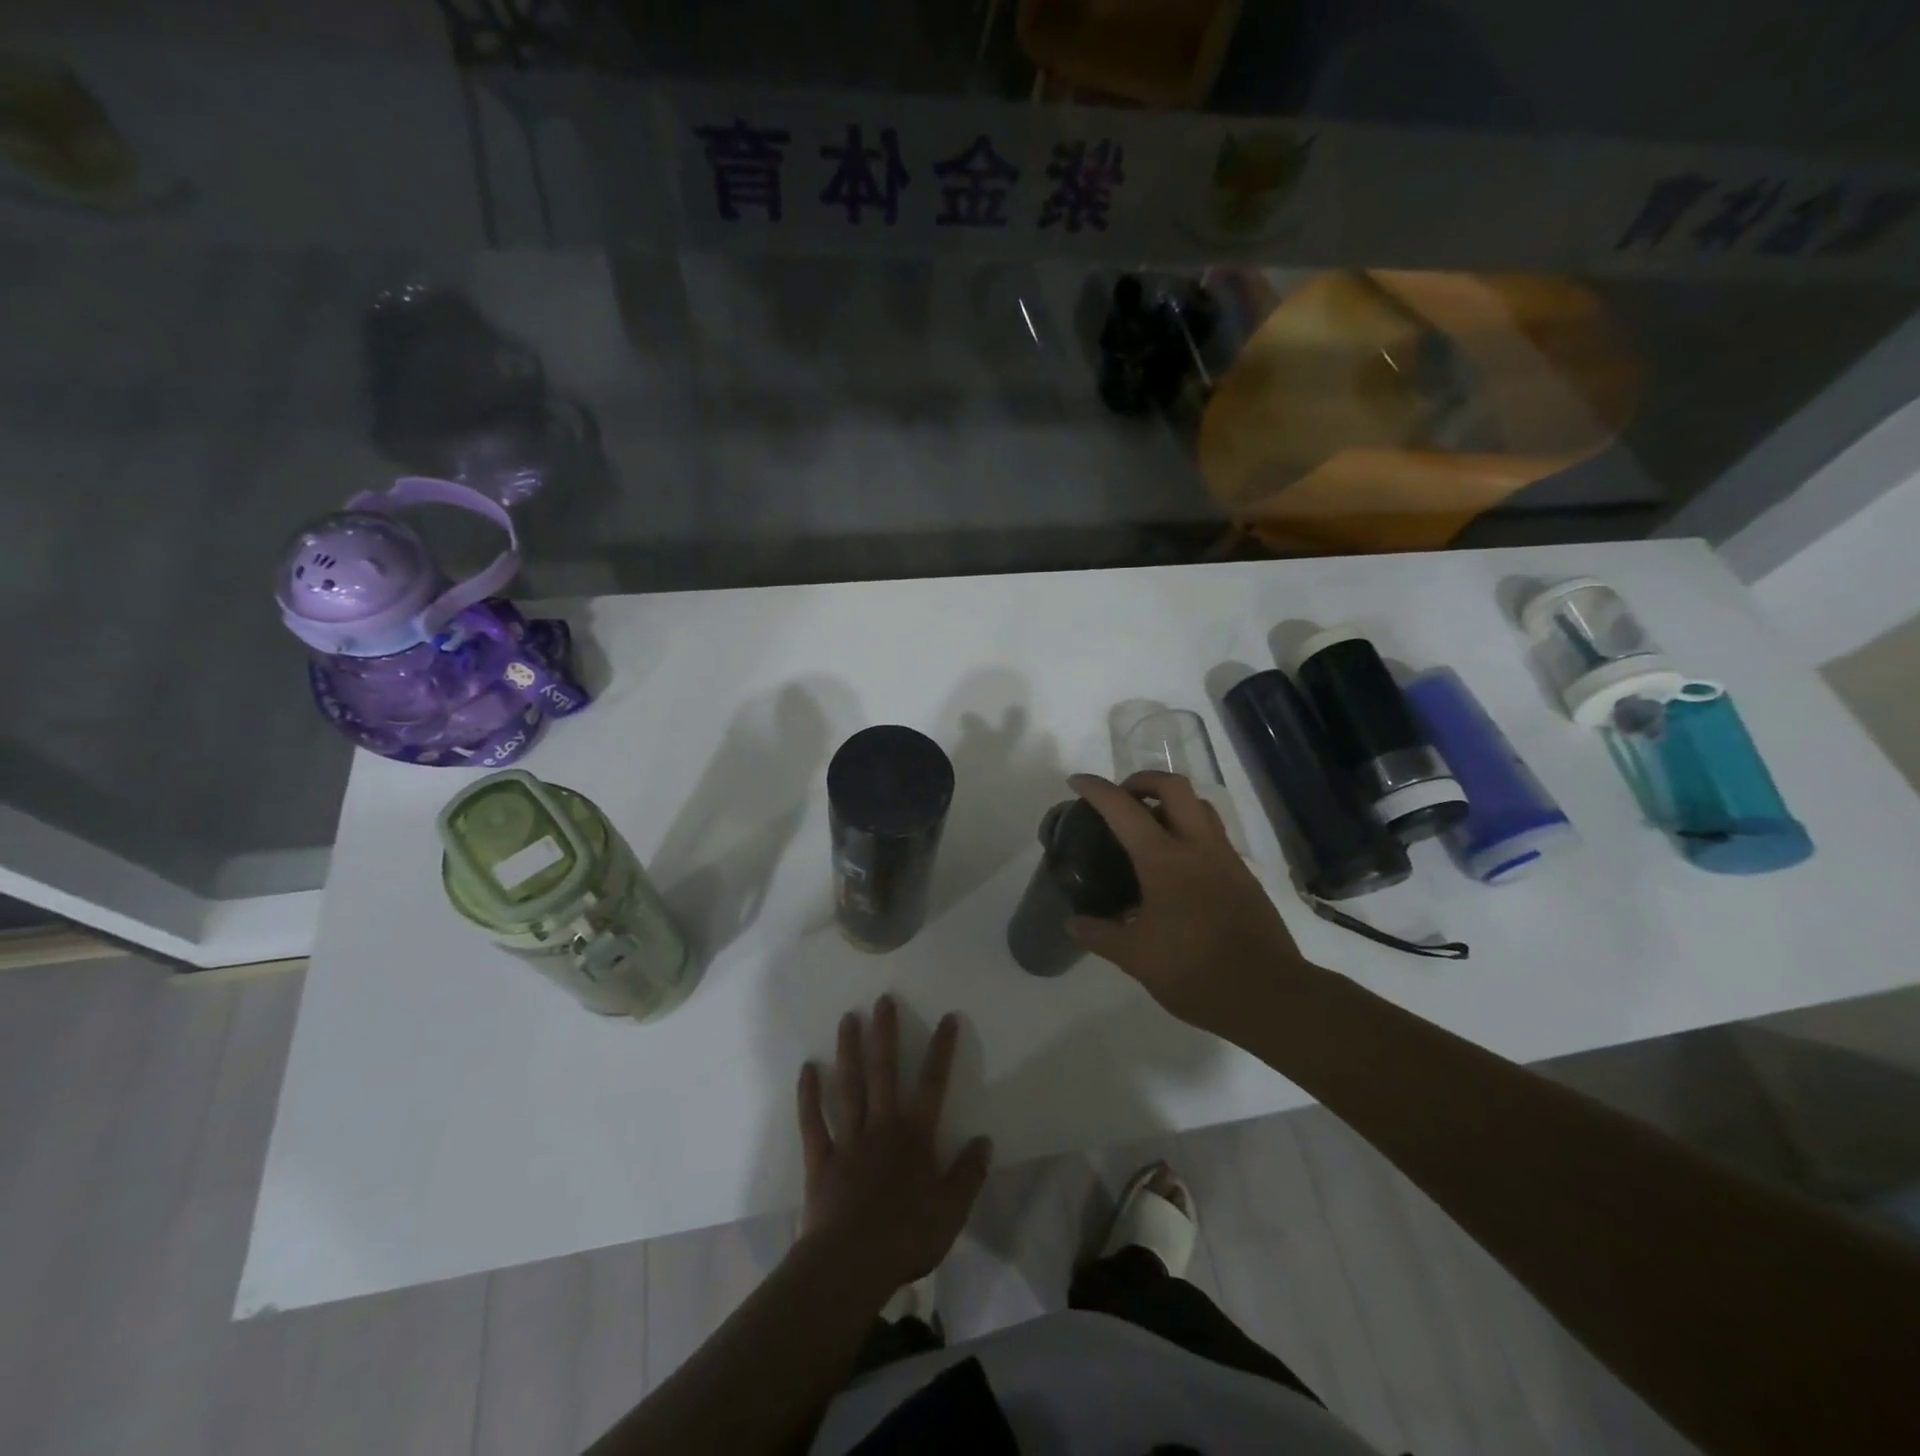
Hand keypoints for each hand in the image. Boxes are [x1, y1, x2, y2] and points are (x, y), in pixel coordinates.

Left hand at [796, 996, 991, 1292]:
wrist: (852, 1265)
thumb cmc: (907, 1236)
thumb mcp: (952, 1210)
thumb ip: (968, 1173)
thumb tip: (984, 1140)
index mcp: (915, 1136)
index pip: (933, 1084)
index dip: (942, 1050)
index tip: (947, 1018)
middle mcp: (881, 1126)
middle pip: (883, 1071)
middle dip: (885, 1033)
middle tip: (883, 1000)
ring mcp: (848, 1139)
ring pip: (848, 1086)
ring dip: (848, 1050)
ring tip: (848, 1018)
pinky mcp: (820, 1159)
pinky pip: (813, 1121)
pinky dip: (809, 1095)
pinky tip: (807, 1069)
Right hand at [1067, 771, 1312, 1034]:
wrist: (1269, 996)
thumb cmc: (1195, 972)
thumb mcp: (1136, 958)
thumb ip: (1100, 935)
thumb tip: (1073, 923)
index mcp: (1165, 860)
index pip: (1124, 809)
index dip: (1097, 789)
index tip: (1076, 782)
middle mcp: (1198, 848)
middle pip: (1174, 787)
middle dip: (1143, 780)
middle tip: (1122, 799)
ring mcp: (1226, 859)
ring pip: (1200, 807)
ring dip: (1171, 802)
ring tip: (1149, 826)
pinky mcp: (1244, 877)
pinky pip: (1214, 835)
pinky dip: (1190, 831)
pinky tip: (1176, 867)